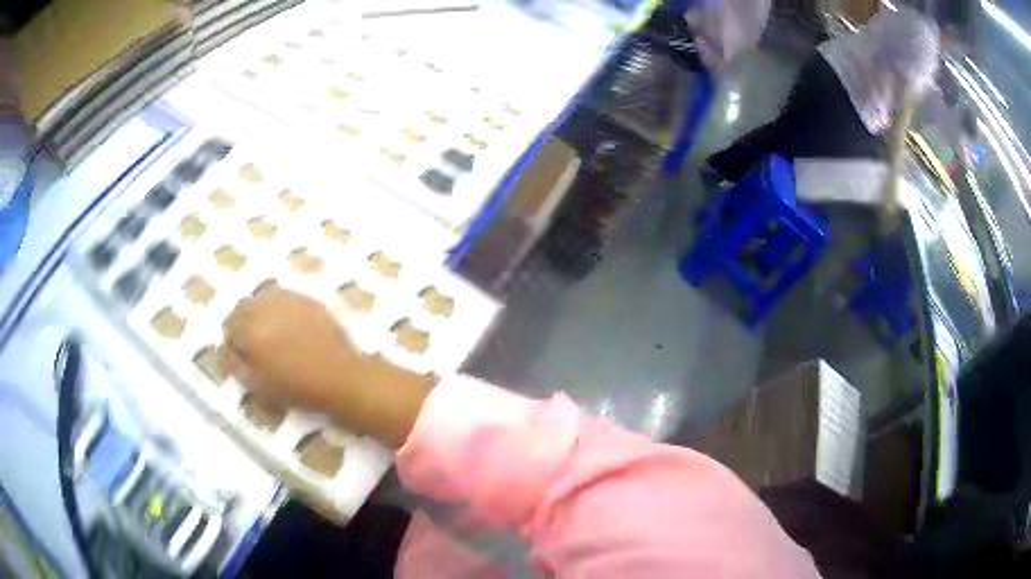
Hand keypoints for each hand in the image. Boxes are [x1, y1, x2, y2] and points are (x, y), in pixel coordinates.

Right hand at [223, 289, 357, 409]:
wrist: (342, 378)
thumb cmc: (299, 388)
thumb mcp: (259, 386)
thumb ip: (236, 365)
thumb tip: (225, 352)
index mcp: (251, 329)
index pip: (229, 325)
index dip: (232, 340)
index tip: (239, 353)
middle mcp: (266, 307)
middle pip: (244, 306)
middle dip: (243, 322)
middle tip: (252, 342)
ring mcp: (289, 299)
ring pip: (263, 298)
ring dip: (260, 312)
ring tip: (269, 332)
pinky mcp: (308, 299)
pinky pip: (284, 298)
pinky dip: (279, 309)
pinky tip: (288, 325)